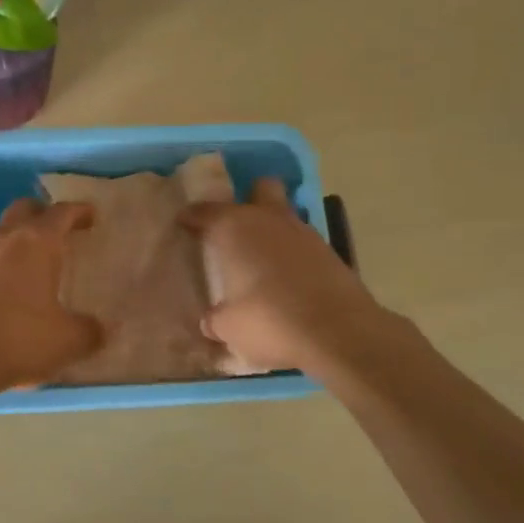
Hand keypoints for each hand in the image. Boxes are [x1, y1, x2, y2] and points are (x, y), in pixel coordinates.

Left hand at [0, 199, 101, 389]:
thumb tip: (101, 329)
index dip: (78, 211)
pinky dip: (3, 265)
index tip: (91, 215)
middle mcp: (7, 242)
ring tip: (37, 258)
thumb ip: (90, 330)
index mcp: (37, 243)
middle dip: (42, 212)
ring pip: (2, 234)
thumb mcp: (69, 339)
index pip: (61, 213)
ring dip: (19, 238)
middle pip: (23, 210)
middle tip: (60, 227)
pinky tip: (13, 288)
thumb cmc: (23, 337)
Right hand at [180, 178, 392, 373]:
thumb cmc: (269, 321)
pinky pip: (304, 244)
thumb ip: (216, 318)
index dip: (192, 217)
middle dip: (249, 200)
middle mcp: (270, 220)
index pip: (205, 211)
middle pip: (261, 189)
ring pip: (286, 216)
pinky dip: (293, 255)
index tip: (184, 224)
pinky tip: (287, 280)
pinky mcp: (331, 253)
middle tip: (235, 228)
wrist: (338, 333)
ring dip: (273, 231)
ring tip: (261, 261)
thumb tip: (211, 321)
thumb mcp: (229, 327)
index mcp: (235, 228)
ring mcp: (305, 234)